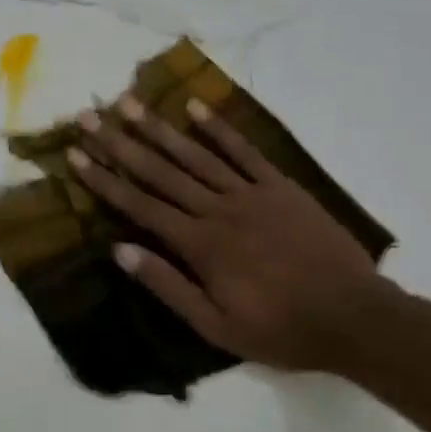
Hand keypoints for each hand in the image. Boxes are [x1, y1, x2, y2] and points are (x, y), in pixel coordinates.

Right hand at [67, 93, 393, 373]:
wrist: (354, 317)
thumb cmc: (280, 329)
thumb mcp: (215, 325)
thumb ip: (168, 285)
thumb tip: (120, 250)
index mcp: (200, 245)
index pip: (140, 205)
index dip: (104, 179)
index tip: (76, 155)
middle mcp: (219, 209)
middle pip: (161, 171)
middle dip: (120, 143)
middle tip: (90, 116)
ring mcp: (252, 194)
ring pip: (196, 154)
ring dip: (160, 127)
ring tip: (130, 103)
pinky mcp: (281, 187)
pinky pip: (245, 151)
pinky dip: (220, 128)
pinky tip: (195, 107)